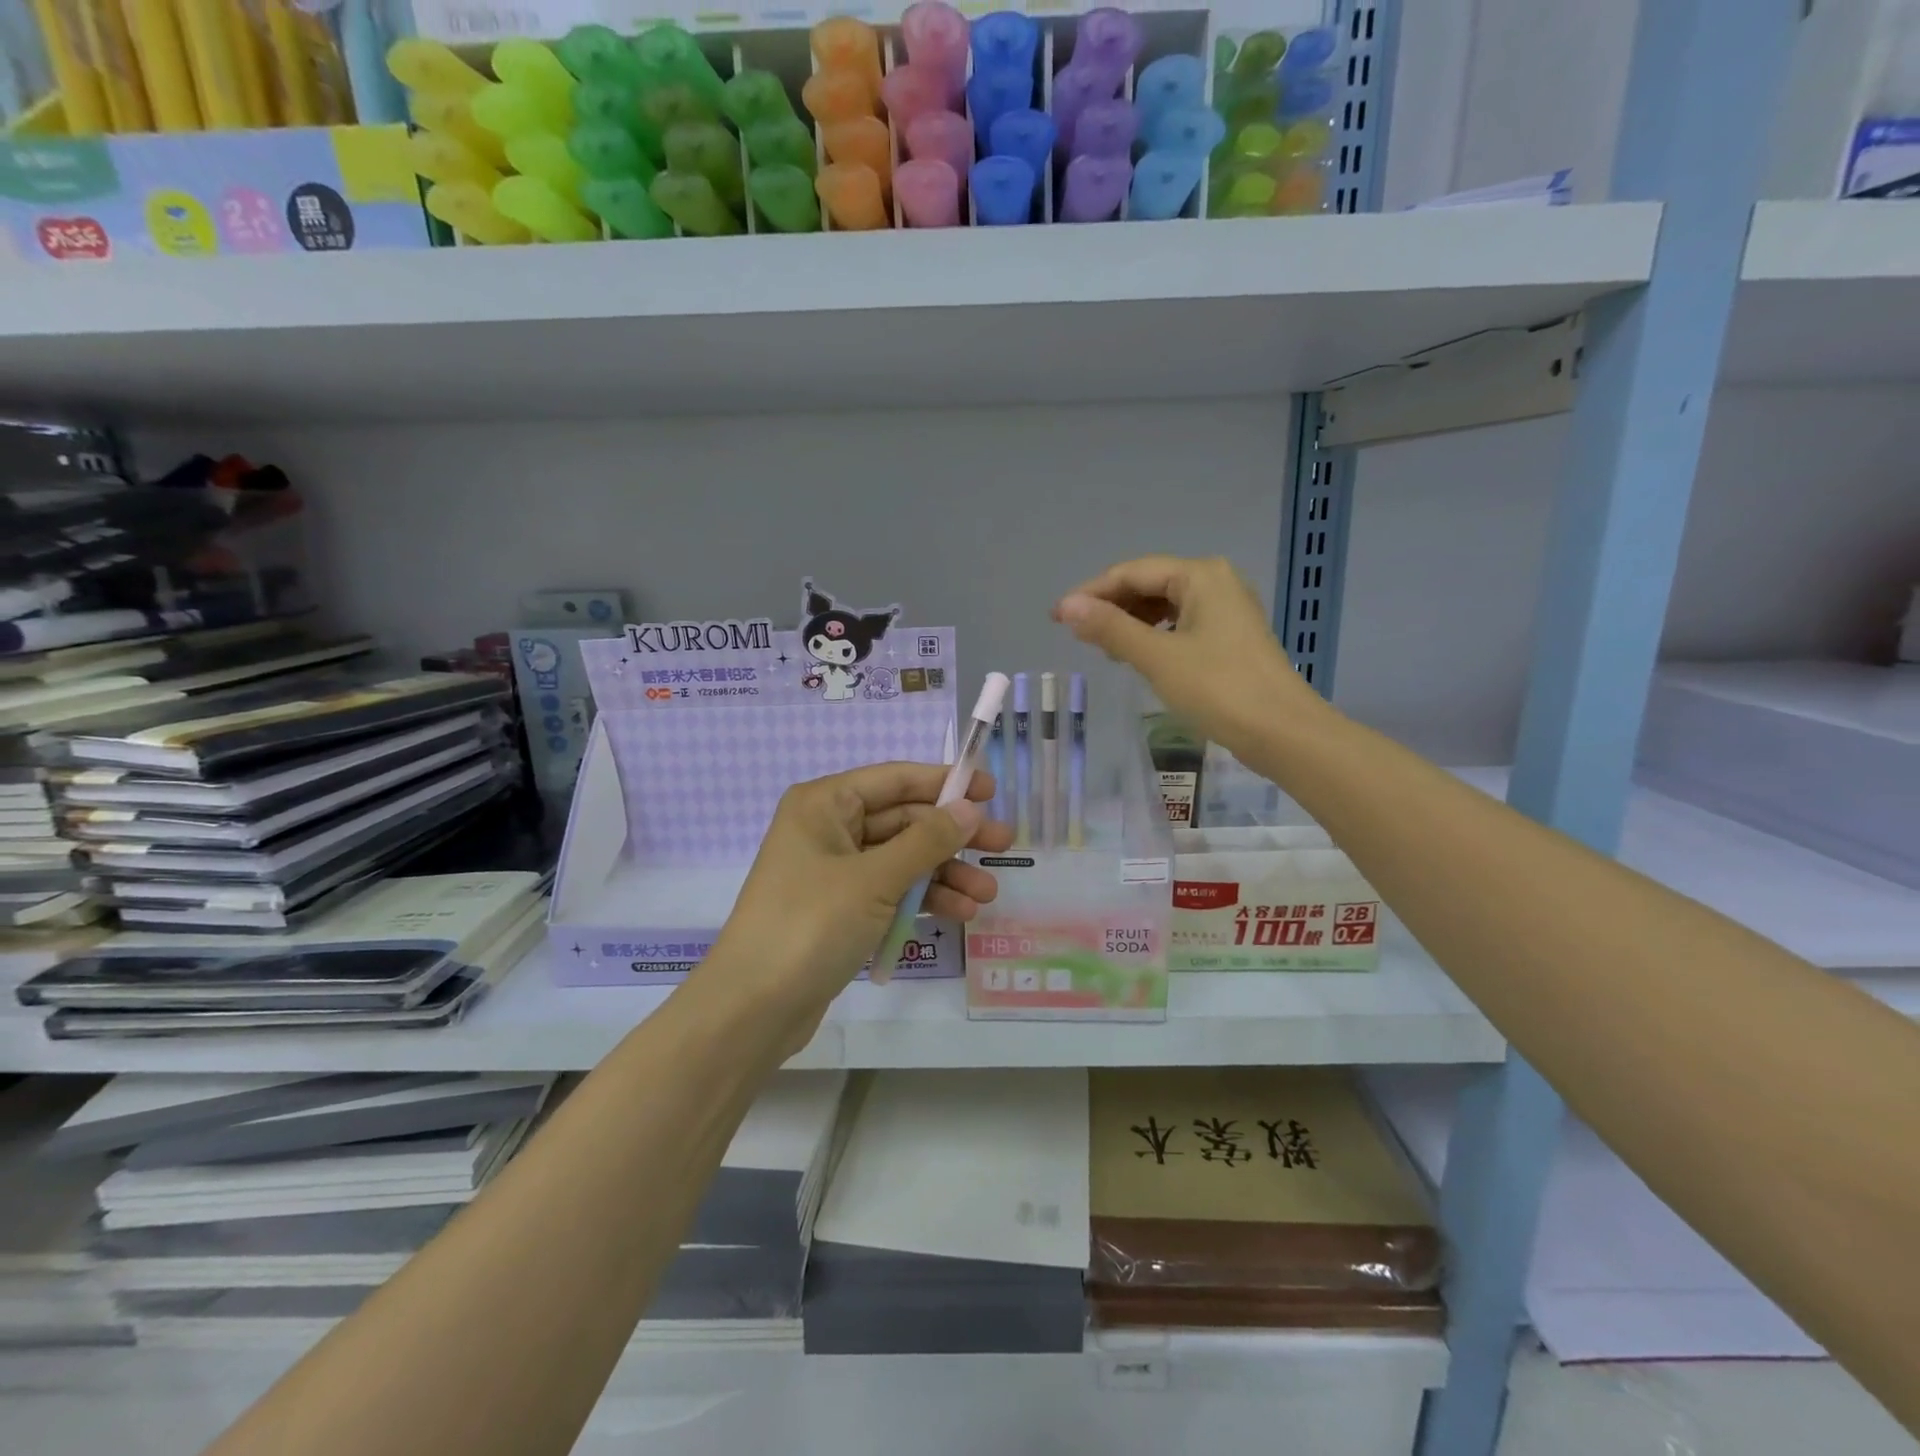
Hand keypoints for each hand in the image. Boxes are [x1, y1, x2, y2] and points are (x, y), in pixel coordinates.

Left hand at [696, 763, 1014, 1052]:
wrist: (752, 1009)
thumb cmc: (810, 925)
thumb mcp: (875, 879)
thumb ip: (927, 841)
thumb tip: (971, 808)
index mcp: (825, 804)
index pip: (895, 779)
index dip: (945, 782)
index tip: (991, 790)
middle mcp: (828, 829)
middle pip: (903, 820)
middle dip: (952, 837)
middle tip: (1004, 845)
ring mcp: (834, 871)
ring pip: (902, 859)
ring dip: (944, 873)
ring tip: (987, 895)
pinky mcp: (840, 909)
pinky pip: (891, 890)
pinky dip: (922, 899)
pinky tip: (959, 912)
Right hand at [1053, 555, 1324, 761]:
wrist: (1282, 732)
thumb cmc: (1218, 689)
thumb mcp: (1157, 657)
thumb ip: (1110, 628)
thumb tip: (1066, 607)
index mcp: (1200, 575)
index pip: (1131, 572)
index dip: (1090, 593)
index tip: (1056, 618)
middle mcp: (1215, 581)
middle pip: (1148, 583)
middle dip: (1110, 606)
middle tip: (1077, 636)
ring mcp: (1226, 609)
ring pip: (1164, 605)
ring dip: (1130, 622)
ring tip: (1103, 648)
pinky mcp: (1229, 636)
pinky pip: (1179, 624)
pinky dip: (1153, 635)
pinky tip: (1137, 656)